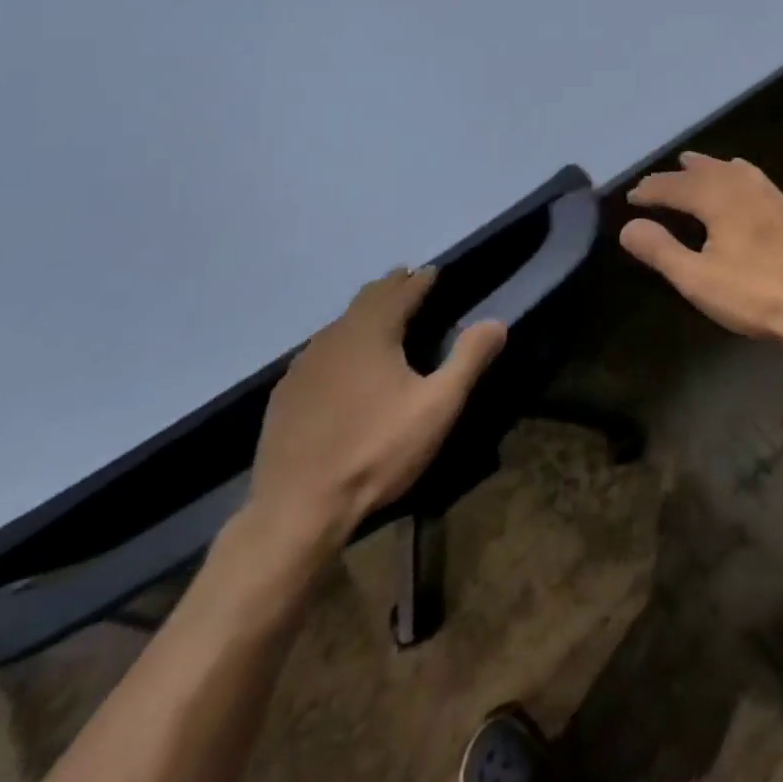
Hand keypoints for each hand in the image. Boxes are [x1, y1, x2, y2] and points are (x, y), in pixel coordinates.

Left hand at [247, 267, 505, 552]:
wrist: (296, 510)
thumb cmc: (376, 451)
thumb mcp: (437, 406)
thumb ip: (469, 359)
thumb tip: (497, 322)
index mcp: (371, 332)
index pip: (400, 293)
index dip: (419, 281)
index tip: (433, 271)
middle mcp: (334, 338)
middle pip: (366, 301)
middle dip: (390, 288)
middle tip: (407, 281)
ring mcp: (302, 367)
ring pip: (339, 325)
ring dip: (364, 314)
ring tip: (381, 317)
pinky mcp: (285, 396)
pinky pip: (319, 353)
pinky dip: (340, 344)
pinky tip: (343, 363)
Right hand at [621, 152, 782, 343]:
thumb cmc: (754, 294)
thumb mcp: (697, 278)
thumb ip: (660, 250)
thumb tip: (628, 226)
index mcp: (719, 199)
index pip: (675, 186)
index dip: (651, 190)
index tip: (631, 197)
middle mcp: (743, 186)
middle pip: (703, 172)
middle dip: (676, 176)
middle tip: (654, 183)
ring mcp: (770, 194)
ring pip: (730, 169)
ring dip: (706, 167)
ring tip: (691, 164)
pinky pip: (752, 176)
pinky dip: (733, 172)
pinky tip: (738, 180)